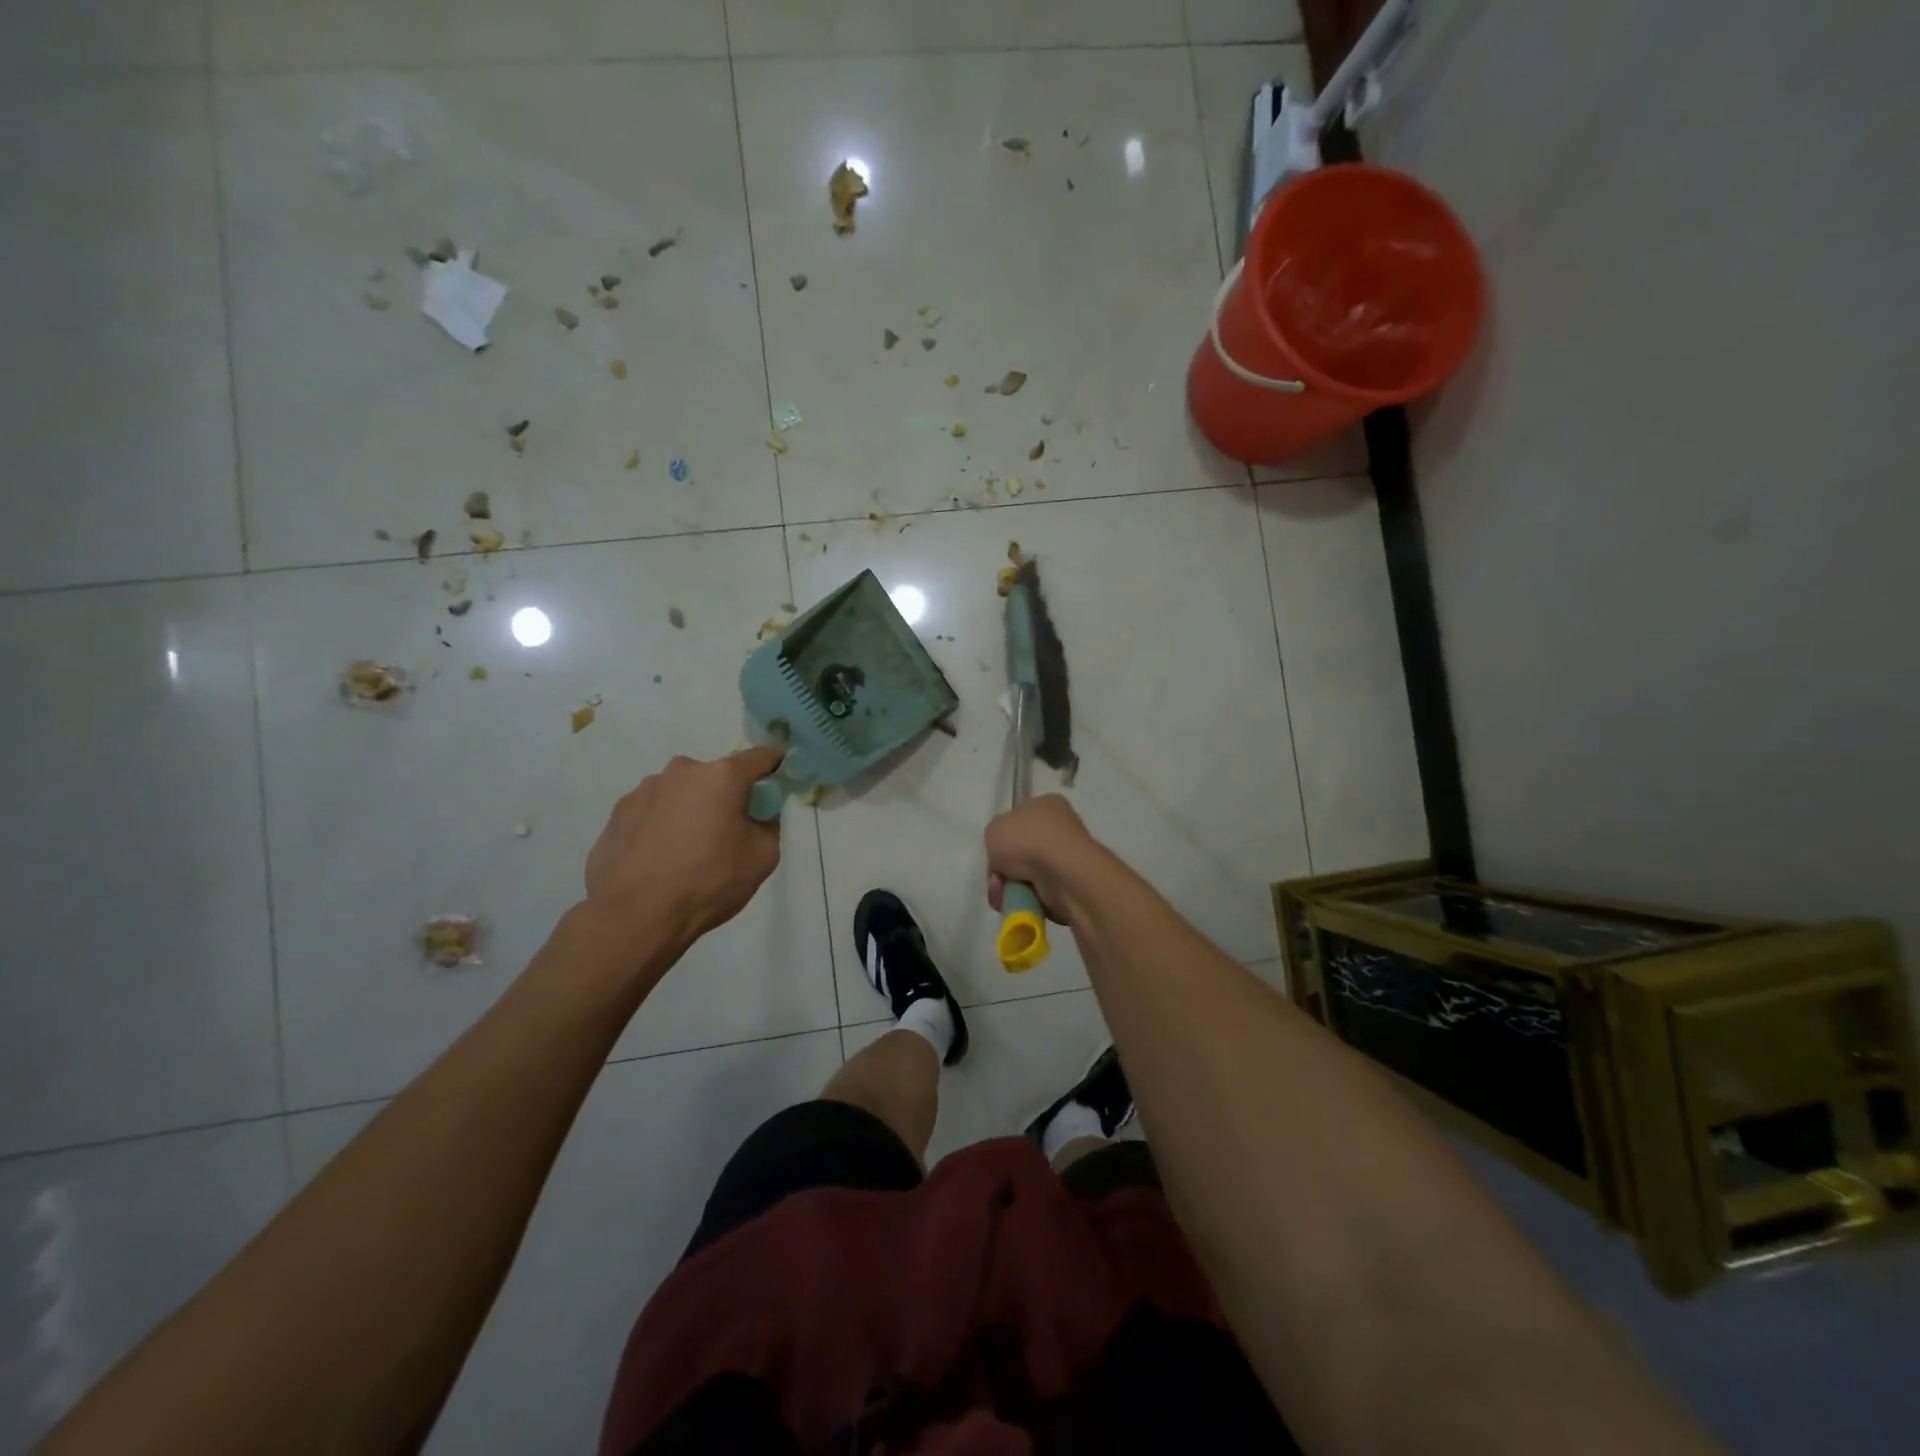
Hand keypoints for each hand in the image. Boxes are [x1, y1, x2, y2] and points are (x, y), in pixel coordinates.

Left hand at [585, 748, 785, 941]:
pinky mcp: (619, 812)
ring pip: (681, 793)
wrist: (635, 916)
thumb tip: (757, 815)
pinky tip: (659, 858)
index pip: (760, 758)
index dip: (775, 766)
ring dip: (690, 810)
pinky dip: (662, 826)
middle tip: (727, 833)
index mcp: (721, 776)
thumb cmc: (708, 882)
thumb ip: (768, 824)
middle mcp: (682, 771)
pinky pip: (653, 811)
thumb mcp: (763, 857)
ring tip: (686, 851)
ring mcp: (645, 789)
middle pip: (716, 777)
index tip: (780, 780)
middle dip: (725, 797)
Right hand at [985, 794, 1099, 923]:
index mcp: (1047, 805)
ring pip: (1027, 874)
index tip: (994, 852)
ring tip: (1005, 893)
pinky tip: (1020, 900)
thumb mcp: (995, 828)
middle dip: (1004, 868)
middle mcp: (1060, 828)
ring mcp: (1067, 857)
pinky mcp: (1070, 883)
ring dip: (1011, 886)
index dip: (1003, 837)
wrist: (1062, 873)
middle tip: (997, 878)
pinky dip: (1026, 898)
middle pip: (1020, 851)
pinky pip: (1039, 892)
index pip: (1019, 819)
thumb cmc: (1028, 840)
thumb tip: (1005, 856)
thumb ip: (996, 837)